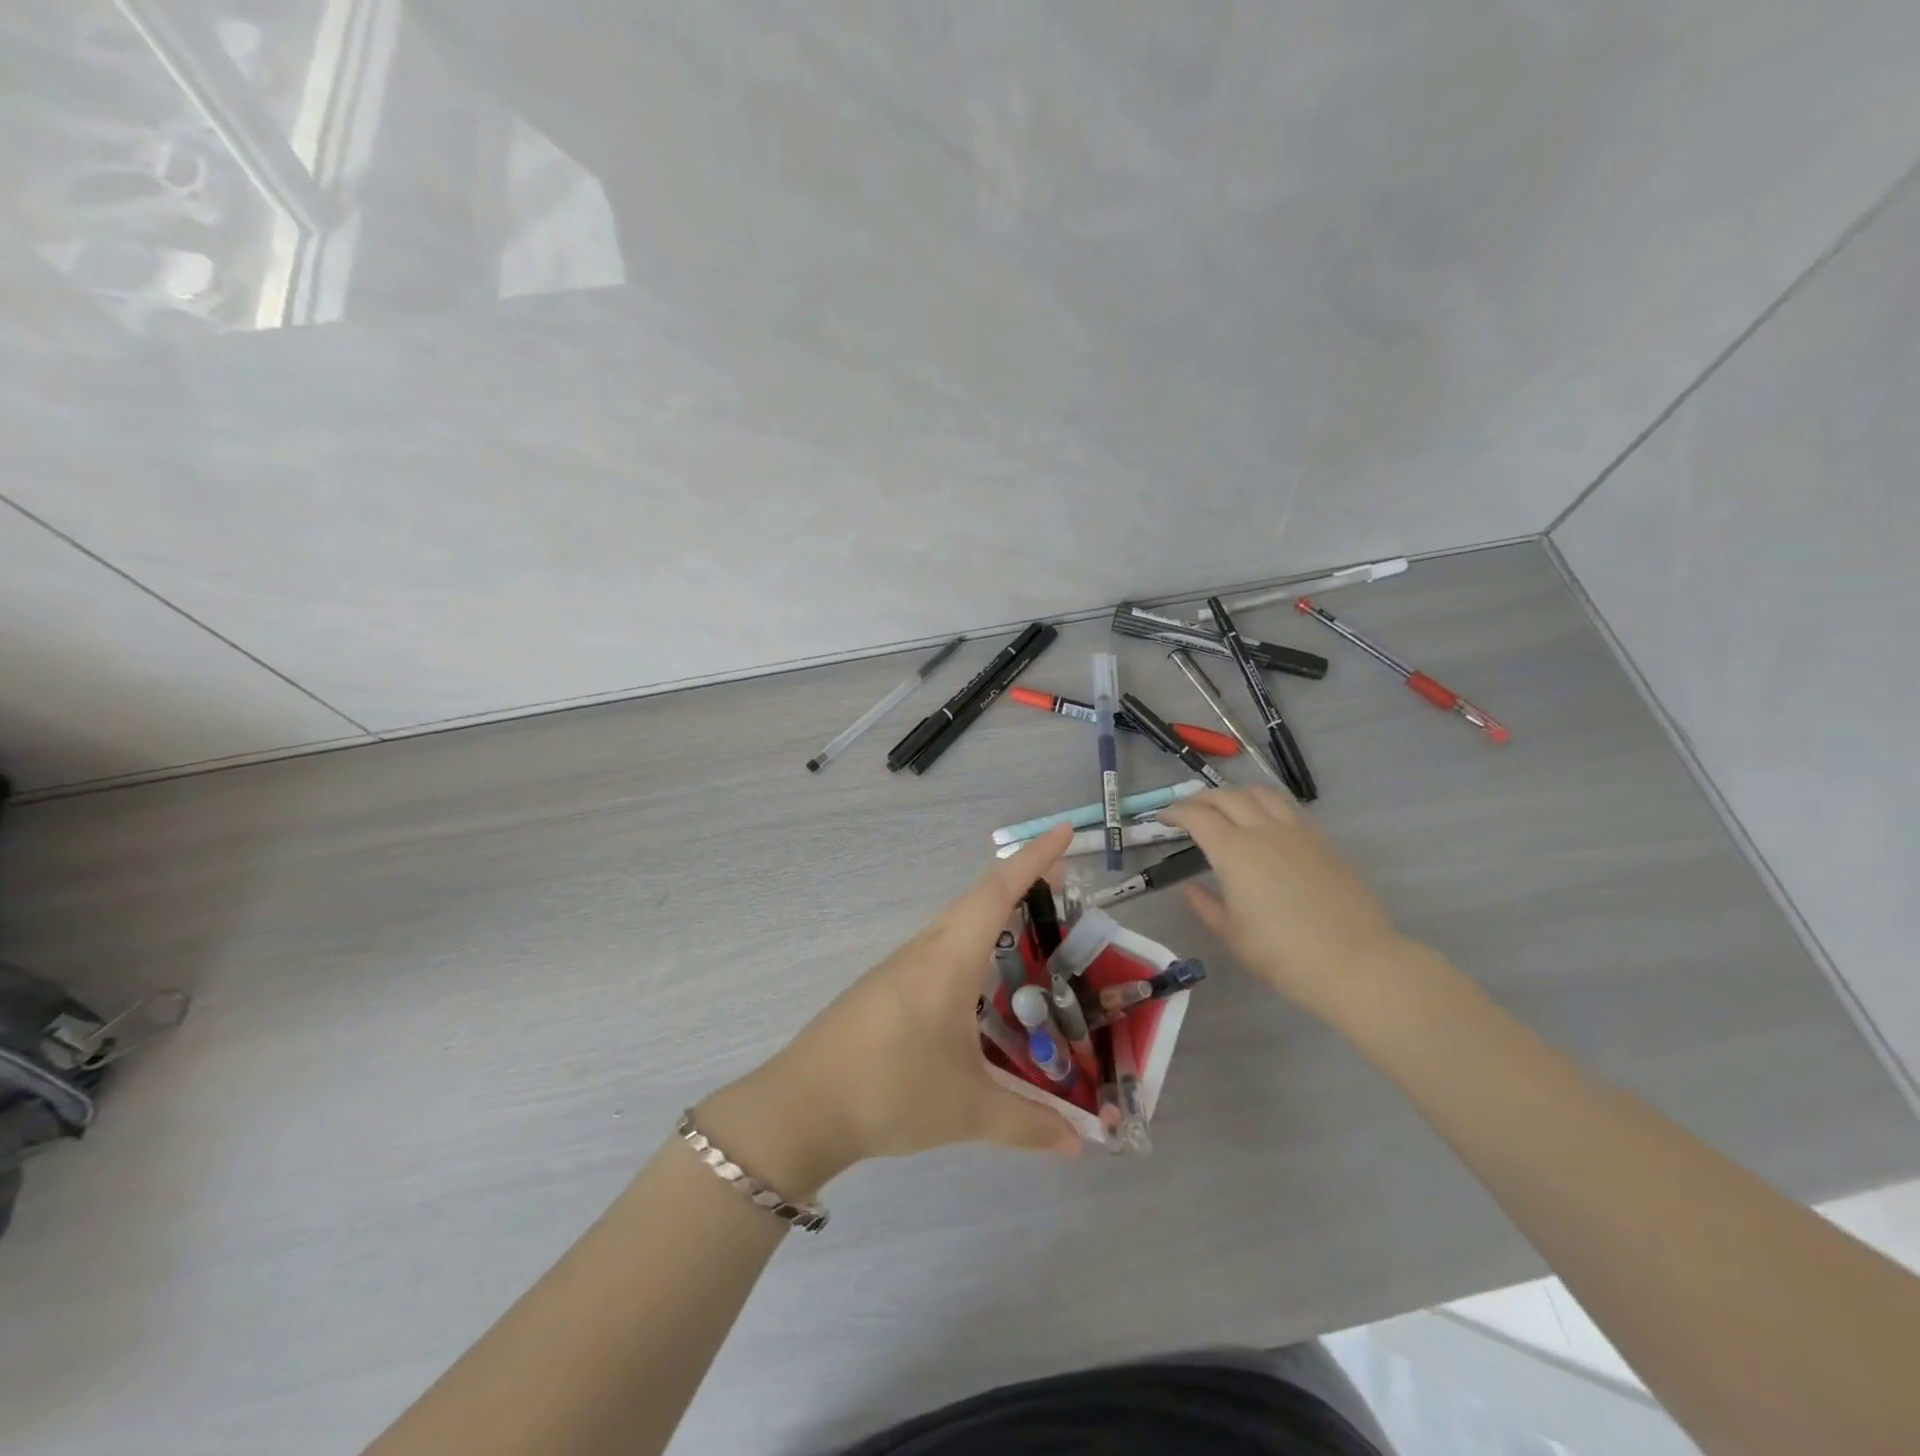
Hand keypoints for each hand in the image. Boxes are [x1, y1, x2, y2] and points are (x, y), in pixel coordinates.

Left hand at [697, 826, 1081, 1194]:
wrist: (800, 1108)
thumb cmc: (891, 1091)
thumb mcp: (968, 1111)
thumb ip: (1028, 1124)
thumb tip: (1079, 1144)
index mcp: (948, 959)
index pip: (997, 891)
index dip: (1033, 859)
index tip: (1063, 833)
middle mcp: (923, 951)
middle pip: (977, 901)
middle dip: (1020, 886)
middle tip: (1061, 890)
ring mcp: (897, 968)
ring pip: (954, 927)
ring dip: (992, 919)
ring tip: (1029, 937)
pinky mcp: (882, 990)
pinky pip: (937, 953)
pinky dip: (969, 950)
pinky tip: (978, 987)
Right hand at [1158, 786, 1408, 1016]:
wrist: (1355, 962)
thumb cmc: (1282, 954)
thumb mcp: (1232, 935)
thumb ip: (1206, 906)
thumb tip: (1191, 888)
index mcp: (1233, 851)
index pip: (1197, 816)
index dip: (1175, 812)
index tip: (1163, 819)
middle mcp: (1263, 830)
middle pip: (1227, 796)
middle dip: (1201, 798)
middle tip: (1188, 810)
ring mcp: (1298, 832)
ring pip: (1261, 794)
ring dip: (1236, 794)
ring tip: (1227, 807)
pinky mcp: (1323, 841)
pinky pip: (1289, 809)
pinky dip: (1267, 805)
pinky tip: (1266, 823)